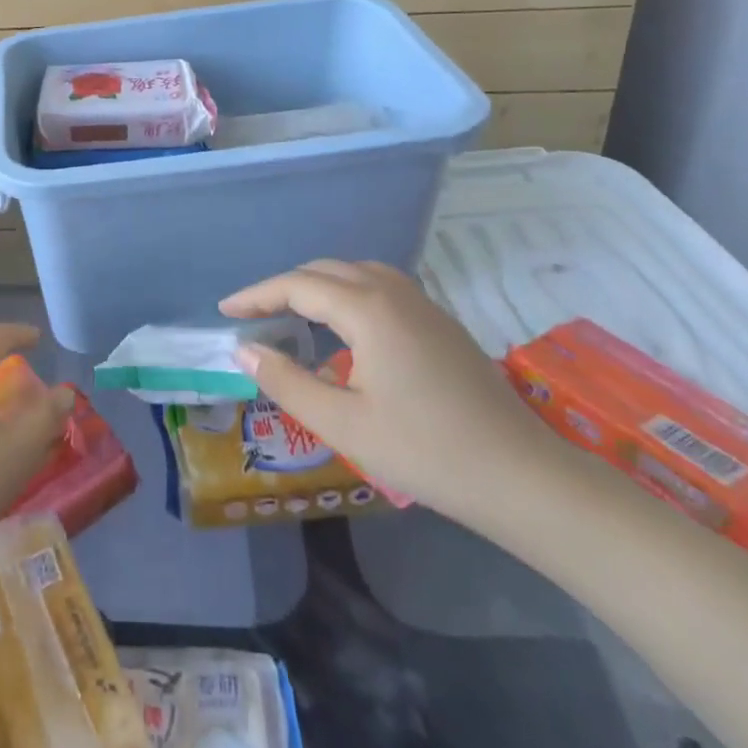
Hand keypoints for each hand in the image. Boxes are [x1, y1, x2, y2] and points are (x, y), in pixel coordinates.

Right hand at [222, 260, 568, 525]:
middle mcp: (395, 294)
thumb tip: (244, 350)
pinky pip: (382, 289)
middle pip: (327, 271)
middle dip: (285, 287)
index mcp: (369, 310)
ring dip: (319, 286)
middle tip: (254, 314)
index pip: (297, 286)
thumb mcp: (343, 423)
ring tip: (293, 314)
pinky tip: (346, 330)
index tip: (226, 312)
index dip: (257, 295)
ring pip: (358, 274)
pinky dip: (349, 295)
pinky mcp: (443, 325)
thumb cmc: (425, 451)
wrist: (522, 477)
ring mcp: (425, 306)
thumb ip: (286, 382)